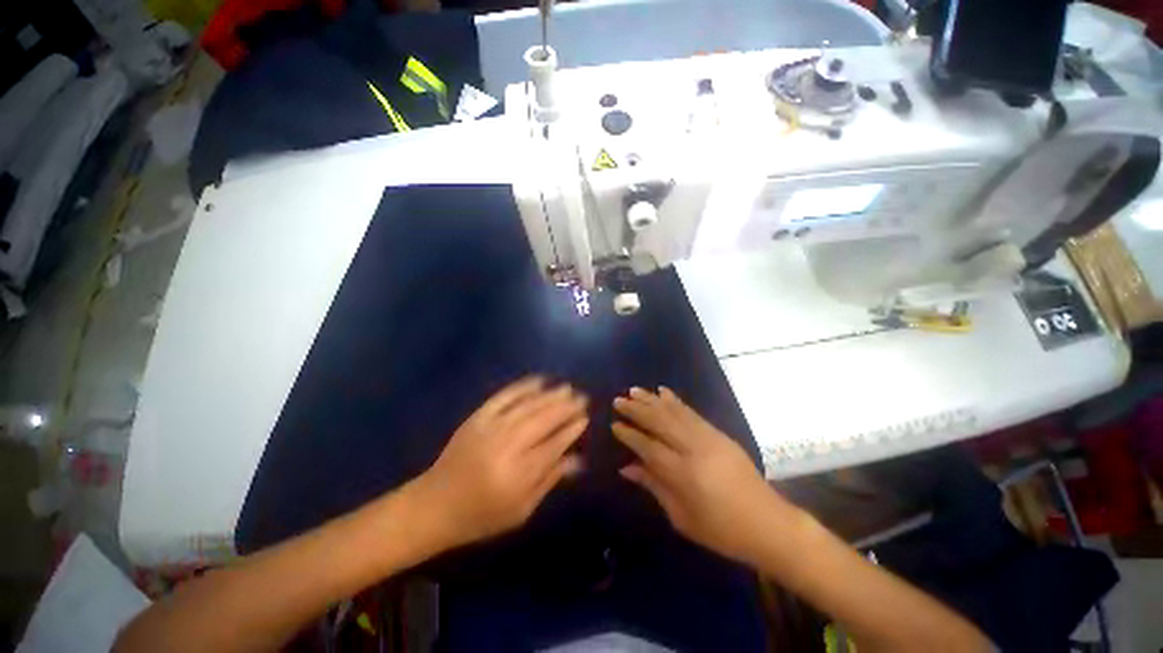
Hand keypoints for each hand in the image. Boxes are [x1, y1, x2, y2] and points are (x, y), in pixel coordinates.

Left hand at [410, 377, 587, 551]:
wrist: (434, 505)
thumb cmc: (481, 515)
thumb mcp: (521, 509)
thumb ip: (550, 480)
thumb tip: (578, 460)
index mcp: (519, 475)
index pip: (554, 445)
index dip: (571, 430)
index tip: (585, 418)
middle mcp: (507, 447)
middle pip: (543, 420)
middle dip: (565, 407)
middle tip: (582, 398)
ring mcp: (490, 428)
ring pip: (528, 406)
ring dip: (550, 395)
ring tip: (567, 388)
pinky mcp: (477, 418)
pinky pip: (504, 397)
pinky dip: (522, 387)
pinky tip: (538, 381)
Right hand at [613, 387, 791, 565]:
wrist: (769, 523)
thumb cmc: (722, 530)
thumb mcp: (682, 518)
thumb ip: (654, 487)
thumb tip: (627, 467)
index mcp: (683, 474)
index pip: (649, 447)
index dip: (630, 434)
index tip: (614, 424)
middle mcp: (694, 449)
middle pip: (660, 422)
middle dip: (637, 409)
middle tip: (618, 400)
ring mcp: (709, 437)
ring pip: (674, 412)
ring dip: (652, 399)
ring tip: (634, 390)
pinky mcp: (719, 434)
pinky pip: (692, 412)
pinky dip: (675, 400)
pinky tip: (663, 391)